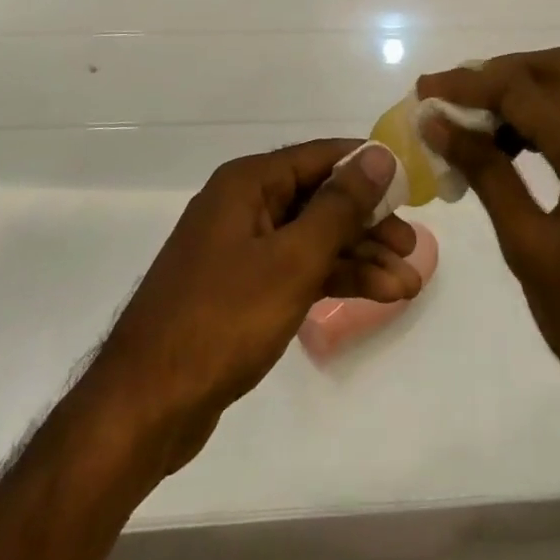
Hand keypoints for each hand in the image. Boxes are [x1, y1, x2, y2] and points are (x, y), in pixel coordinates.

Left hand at [84, 140, 417, 474]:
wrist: (146, 405)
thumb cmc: (222, 319)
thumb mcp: (292, 259)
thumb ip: (340, 206)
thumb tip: (379, 154)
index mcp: (248, 183)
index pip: (321, 156)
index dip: (367, 168)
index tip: (411, 187)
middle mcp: (245, 205)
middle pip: (320, 199)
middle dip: (368, 224)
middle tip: (413, 249)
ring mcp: (242, 248)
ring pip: (312, 239)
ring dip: (358, 258)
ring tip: (408, 285)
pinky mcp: (242, 288)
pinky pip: (297, 269)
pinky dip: (333, 280)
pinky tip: (374, 295)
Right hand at [417, 50, 559, 424]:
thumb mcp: (530, 248)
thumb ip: (486, 173)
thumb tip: (439, 124)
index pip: (521, 88)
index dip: (467, 85)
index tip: (423, 92)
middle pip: (554, 68)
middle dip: (498, 73)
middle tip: (452, 99)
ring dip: (521, 92)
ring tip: (472, 122)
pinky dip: (546, 116)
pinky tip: (512, 147)